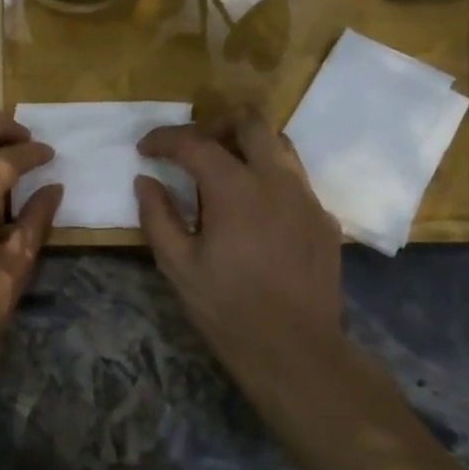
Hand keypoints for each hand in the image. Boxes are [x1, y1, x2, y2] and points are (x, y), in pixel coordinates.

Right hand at [134, 111, 344, 396]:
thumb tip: (145, 181)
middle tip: (191, 149)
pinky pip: (294, 180)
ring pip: (279, 145)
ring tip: (222, 175)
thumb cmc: (227, 309)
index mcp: (236, 190)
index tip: (145, 149)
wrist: (294, 348)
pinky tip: (253, 213)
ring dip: (246, 147)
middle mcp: (277, 181)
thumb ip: (158, 217)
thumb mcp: (178, 266)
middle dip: (215, 124)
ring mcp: (307, 198)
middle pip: (251, 121)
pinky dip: (268, 179)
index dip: (164, 139)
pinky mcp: (323, 219)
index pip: (195, 143)